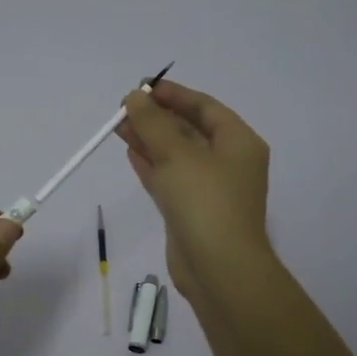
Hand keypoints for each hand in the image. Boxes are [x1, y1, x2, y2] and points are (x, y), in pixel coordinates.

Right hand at [116, 79, 272, 299]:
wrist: (218, 268)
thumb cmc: (205, 201)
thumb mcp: (177, 154)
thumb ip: (152, 122)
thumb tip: (134, 98)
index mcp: (239, 142)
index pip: (205, 107)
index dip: (173, 94)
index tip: (141, 87)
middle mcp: (229, 162)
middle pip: (190, 130)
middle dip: (157, 118)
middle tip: (123, 108)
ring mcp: (210, 189)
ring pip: (176, 156)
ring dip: (149, 140)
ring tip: (117, 126)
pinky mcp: (192, 212)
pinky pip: (170, 179)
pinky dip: (151, 165)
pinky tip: (130, 152)